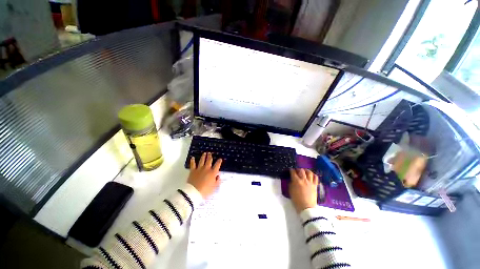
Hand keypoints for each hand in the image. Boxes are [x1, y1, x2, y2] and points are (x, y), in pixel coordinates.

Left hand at [187, 152, 221, 198]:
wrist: (194, 192)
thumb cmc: (205, 190)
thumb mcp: (214, 187)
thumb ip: (217, 181)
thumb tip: (218, 176)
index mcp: (212, 173)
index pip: (217, 165)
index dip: (219, 161)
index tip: (220, 159)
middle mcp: (206, 169)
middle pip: (209, 161)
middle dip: (210, 156)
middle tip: (210, 153)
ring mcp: (199, 169)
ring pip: (202, 161)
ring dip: (203, 156)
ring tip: (204, 153)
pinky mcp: (193, 171)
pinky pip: (193, 164)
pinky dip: (193, 161)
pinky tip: (193, 158)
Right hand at [289, 168, 318, 212]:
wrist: (306, 208)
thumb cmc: (296, 200)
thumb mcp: (290, 191)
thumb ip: (291, 183)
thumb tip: (292, 179)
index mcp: (296, 181)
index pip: (293, 172)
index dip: (291, 170)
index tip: (290, 170)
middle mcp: (304, 180)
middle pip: (301, 170)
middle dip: (298, 169)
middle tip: (296, 171)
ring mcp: (310, 182)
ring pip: (309, 172)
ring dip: (306, 170)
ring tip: (304, 171)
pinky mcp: (315, 185)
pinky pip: (316, 178)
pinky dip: (313, 175)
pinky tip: (311, 175)